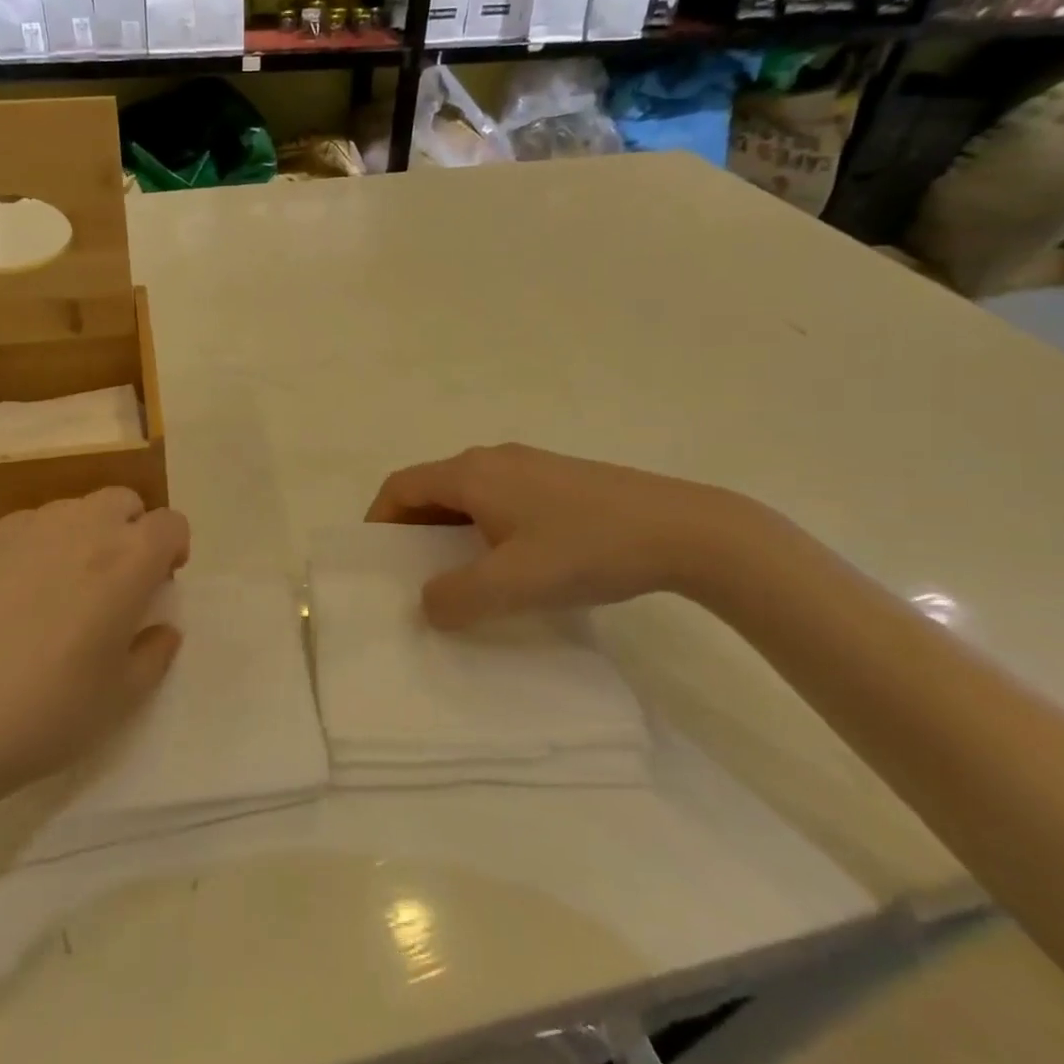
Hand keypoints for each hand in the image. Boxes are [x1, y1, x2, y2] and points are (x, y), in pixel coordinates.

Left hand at [0, 489, 190, 838]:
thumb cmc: (42, 713)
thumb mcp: (119, 700)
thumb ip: (153, 655)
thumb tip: (161, 629)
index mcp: (126, 560)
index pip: (170, 523)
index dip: (173, 549)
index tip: (159, 584)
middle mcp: (79, 526)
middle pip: (122, 501)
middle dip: (129, 530)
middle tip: (112, 583)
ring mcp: (21, 526)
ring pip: (68, 512)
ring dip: (79, 538)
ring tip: (53, 594)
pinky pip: (17, 531)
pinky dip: (28, 552)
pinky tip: (1, 603)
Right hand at [366, 445, 737, 627]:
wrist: (686, 528)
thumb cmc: (588, 548)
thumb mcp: (514, 583)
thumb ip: (457, 598)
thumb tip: (427, 605)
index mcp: (472, 473)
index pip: (401, 486)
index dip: (379, 520)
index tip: (377, 561)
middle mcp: (493, 459)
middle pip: (432, 487)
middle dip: (413, 529)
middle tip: (414, 574)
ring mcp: (530, 465)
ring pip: (468, 494)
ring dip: (450, 530)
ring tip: (461, 574)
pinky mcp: (560, 479)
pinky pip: (499, 498)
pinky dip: (483, 526)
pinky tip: (512, 561)